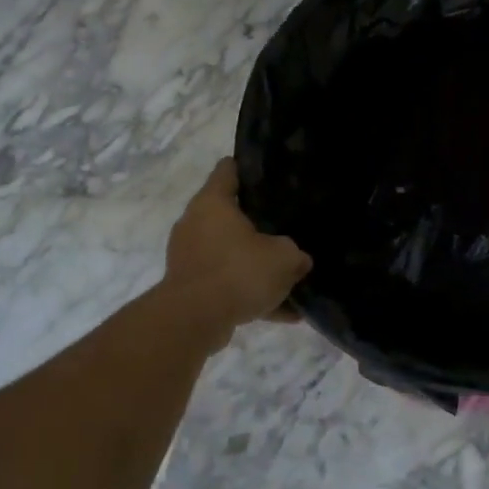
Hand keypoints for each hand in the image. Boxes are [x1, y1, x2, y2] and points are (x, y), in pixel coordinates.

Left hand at [162, 159, 312, 348]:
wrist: (195, 319)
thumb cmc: (239, 272)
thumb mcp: (283, 259)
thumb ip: (295, 254)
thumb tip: (298, 259)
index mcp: (213, 203)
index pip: (228, 170)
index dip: (249, 169)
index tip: (271, 175)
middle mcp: (195, 224)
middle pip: (229, 216)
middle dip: (257, 224)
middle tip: (286, 228)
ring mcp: (190, 257)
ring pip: (230, 255)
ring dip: (255, 266)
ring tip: (288, 279)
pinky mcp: (191, 287)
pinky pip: (227, 285)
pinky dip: (250, 295)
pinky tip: (283, 313)